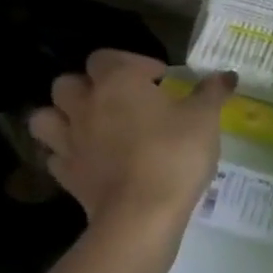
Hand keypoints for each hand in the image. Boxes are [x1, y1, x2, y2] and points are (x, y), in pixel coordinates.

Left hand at [28, 52, 234, 253]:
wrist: (141, 216)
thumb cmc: (174, 154)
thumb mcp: (205, 118)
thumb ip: (212, 92)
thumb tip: (226, 75)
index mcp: (117, 81)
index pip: (107, 56)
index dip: (133, 63)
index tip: (160, 81)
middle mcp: (86, 105)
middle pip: (69, 82)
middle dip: (90, 86)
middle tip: (121, 100)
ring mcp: (69, 141)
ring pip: (46, 117)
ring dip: (63, 116)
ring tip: (92, 125)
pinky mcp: (65, 176)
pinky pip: (55, 155)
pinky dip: (67, 154)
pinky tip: (90, 160)